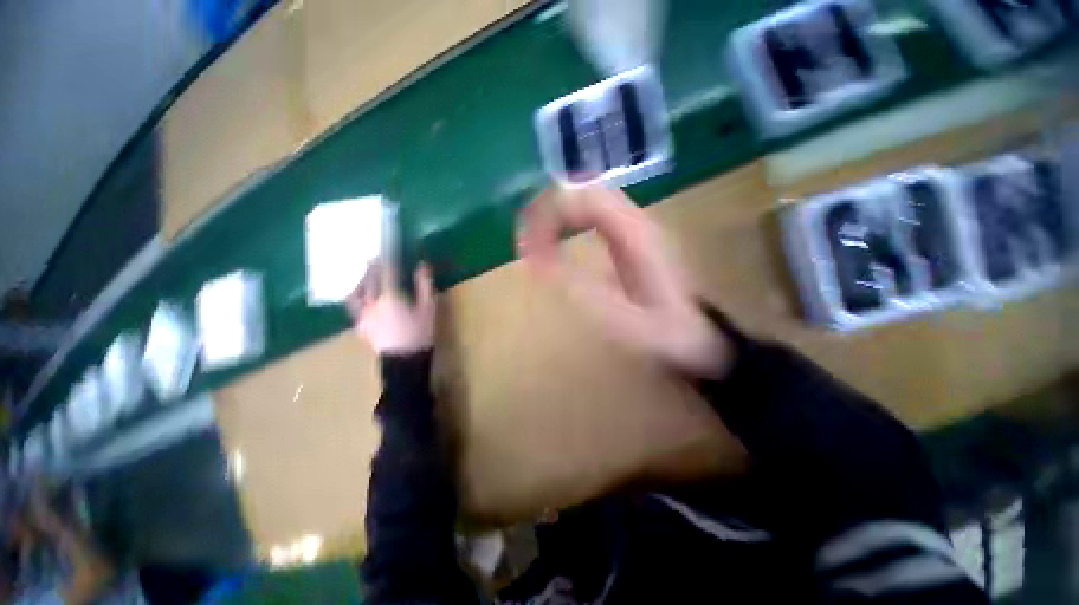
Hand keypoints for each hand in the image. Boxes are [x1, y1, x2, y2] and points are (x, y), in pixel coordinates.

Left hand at [347, 261, 435, 355]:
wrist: (404, 360)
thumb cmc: (419, 332)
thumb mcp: (428, 308)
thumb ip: (424, 285)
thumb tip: (422, 265)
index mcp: (390, 297)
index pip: (386, 272)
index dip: (387, 260)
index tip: (389, 250)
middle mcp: (372, 303)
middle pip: (368, 280)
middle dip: (372, 268)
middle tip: (376, 259)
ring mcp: (363, 315)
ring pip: (355, 292)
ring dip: (359, 281)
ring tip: (364, 276)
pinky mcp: (360, 325)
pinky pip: (353, 306)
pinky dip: (356, 297)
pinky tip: (360, 297)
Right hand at [517, 186, 730, 378]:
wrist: (697, 337)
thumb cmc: (661, 332)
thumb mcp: (618, 318)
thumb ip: (577, 289)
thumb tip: (536, 262)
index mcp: (636, 235)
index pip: (586, 199)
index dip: (551, 212)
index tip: (528, 242)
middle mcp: (637, 221)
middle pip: (587, 190)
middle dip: (550, 206)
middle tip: (525, 233)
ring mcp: (637, 227)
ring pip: (591, 197)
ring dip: (559, 209)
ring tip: (535, 232)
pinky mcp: (633, 237)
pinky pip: (597, 213)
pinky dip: (571, 218)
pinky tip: (559, 233)